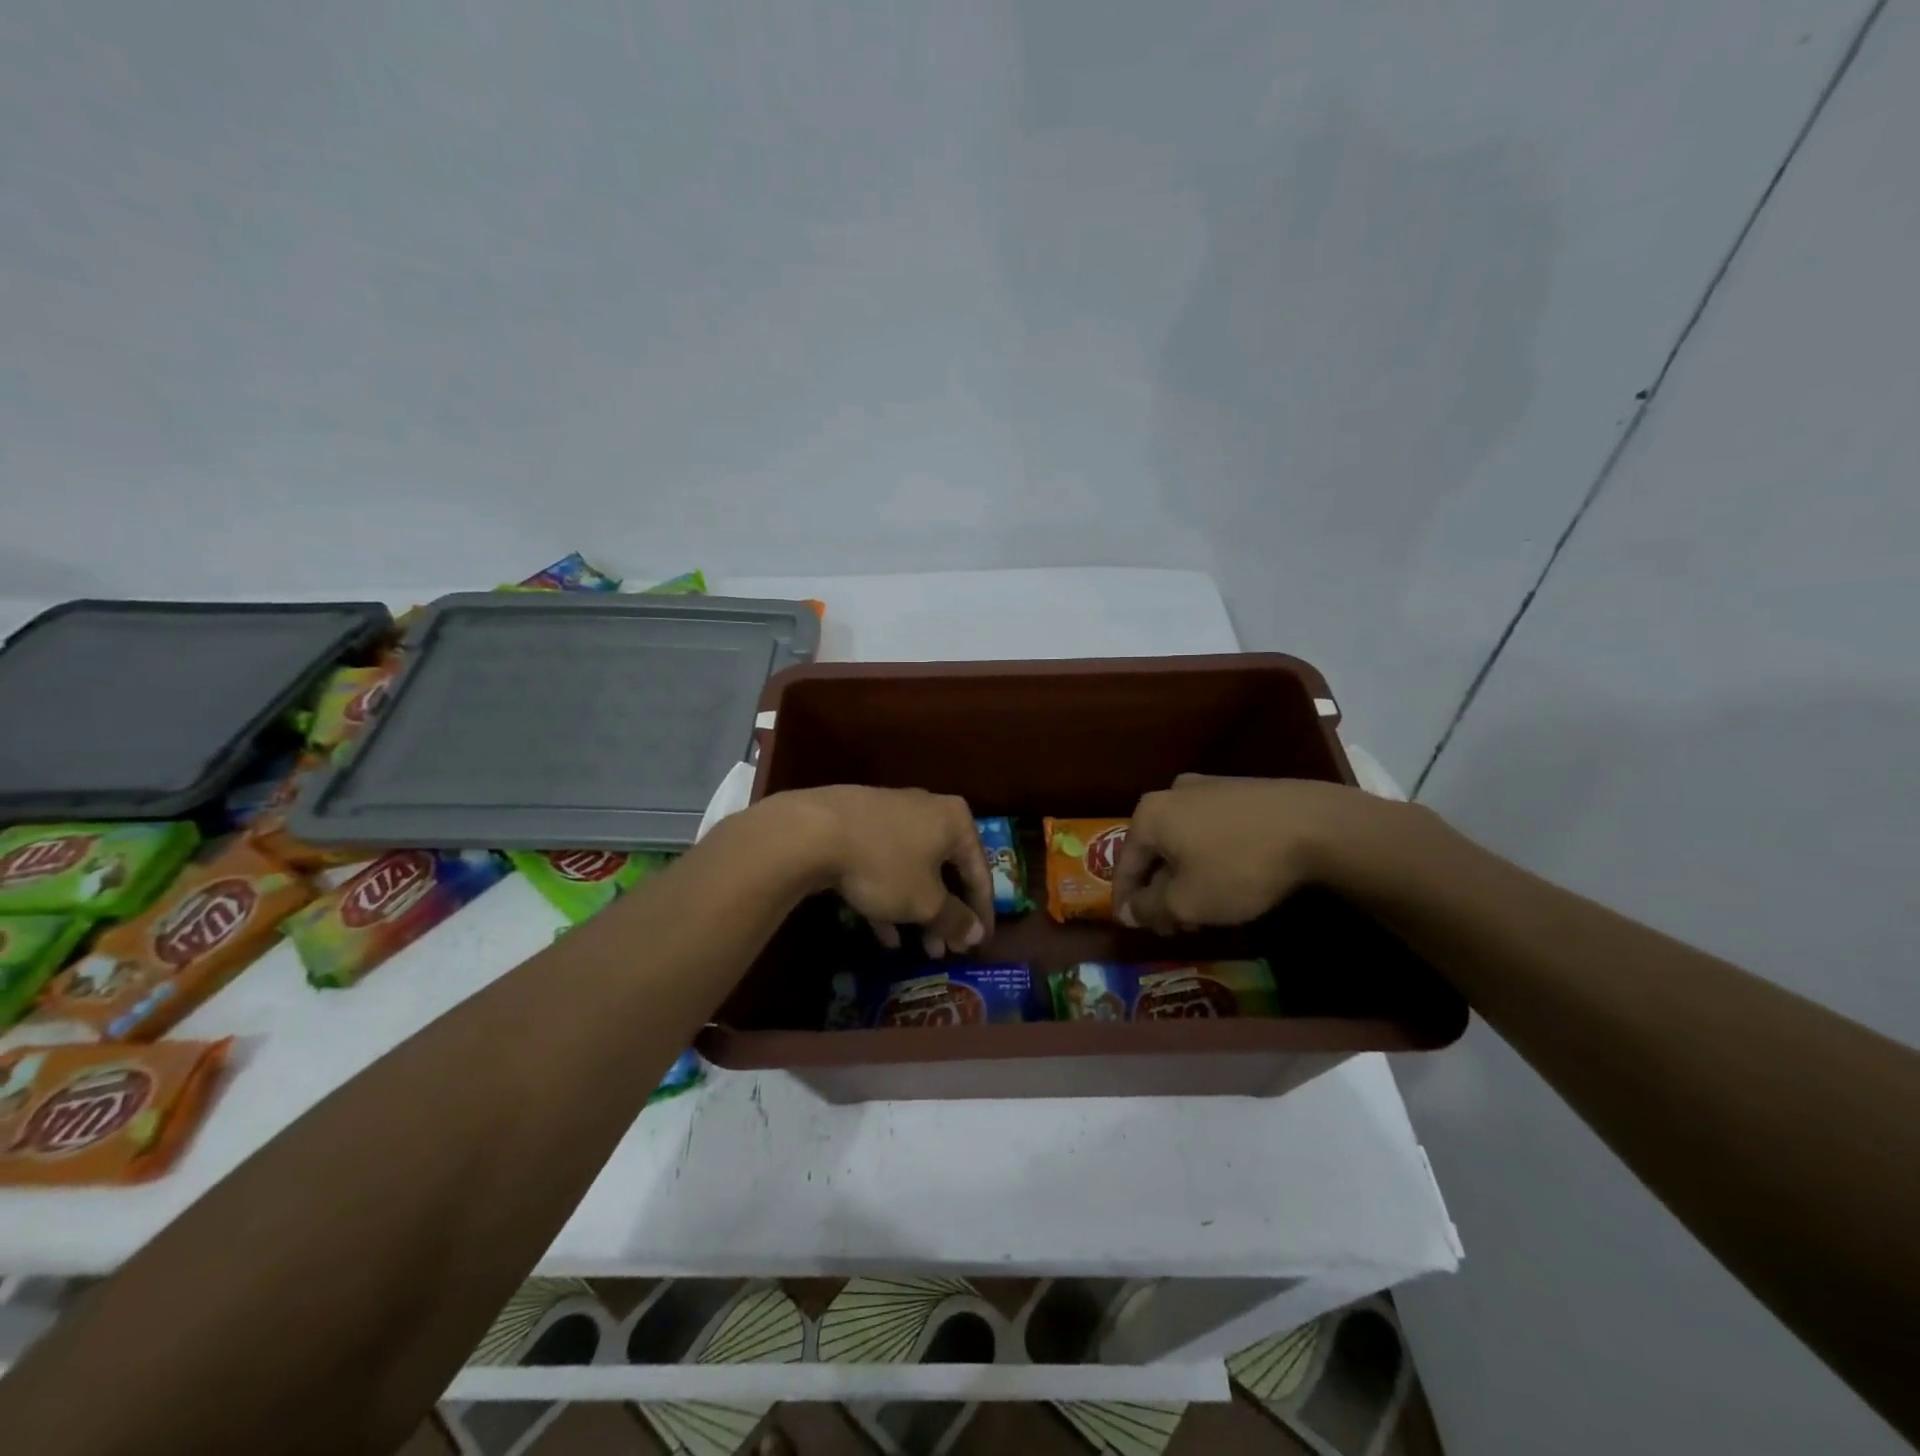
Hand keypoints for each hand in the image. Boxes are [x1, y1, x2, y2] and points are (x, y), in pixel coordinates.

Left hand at [769, 786, 995, 956]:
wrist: (813, 831)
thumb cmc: (885, 864)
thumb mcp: (925, 901)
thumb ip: (954, 919)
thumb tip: (976, 935)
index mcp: (955, 820)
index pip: (980, 872)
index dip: (981, 913)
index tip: (980, 944)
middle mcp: (928, 810)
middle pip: (946, 869)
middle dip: (946, 914)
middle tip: (947, 950)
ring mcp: (891, 815)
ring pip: (914, 870)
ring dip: (918, 911)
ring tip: (919, 949)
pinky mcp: (859, 826)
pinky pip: (885, 865)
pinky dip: (890, 897)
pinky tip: (885, 935)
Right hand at [1110, 774, 1387, 932]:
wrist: (1315, 826)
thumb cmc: (1238, 866)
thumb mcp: (1187, 901)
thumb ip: (1149, 908)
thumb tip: (1128, 911)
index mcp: (1149, 815)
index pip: (1125, 864)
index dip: (1126, 900)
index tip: (1132, 927)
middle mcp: (1172, 793)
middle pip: (1155, 850)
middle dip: (1160, 889)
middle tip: (1174, 924)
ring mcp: (1210, 787)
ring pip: (1184, 839)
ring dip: (1186, 874)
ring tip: (1204, 906)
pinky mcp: (1243, 791)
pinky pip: (1212, 829)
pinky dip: (1211, 856)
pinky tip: (1230, 878)